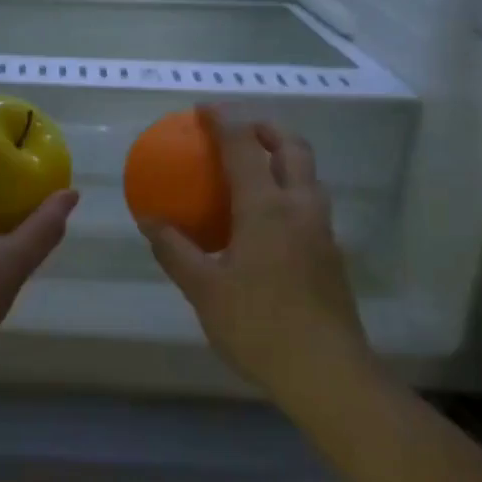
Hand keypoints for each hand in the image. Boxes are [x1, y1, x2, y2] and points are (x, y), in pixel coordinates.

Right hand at [138, 108, 377, 417]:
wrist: (328, 374)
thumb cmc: (258, 326)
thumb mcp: (204, 289)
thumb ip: (175, 249)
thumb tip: (150, 220)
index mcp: (267, 209)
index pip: (244, 148)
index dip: (224, 122)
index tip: (204, 108)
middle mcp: (300, 209)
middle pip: (293, 149)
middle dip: (267, 128)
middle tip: (240, 128)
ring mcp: (322, 232)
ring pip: (308, 176)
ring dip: (284, 157)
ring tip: (254, 167)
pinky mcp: (331, 256)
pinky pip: (309, 204)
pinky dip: (288, 190)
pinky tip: (266, 219)